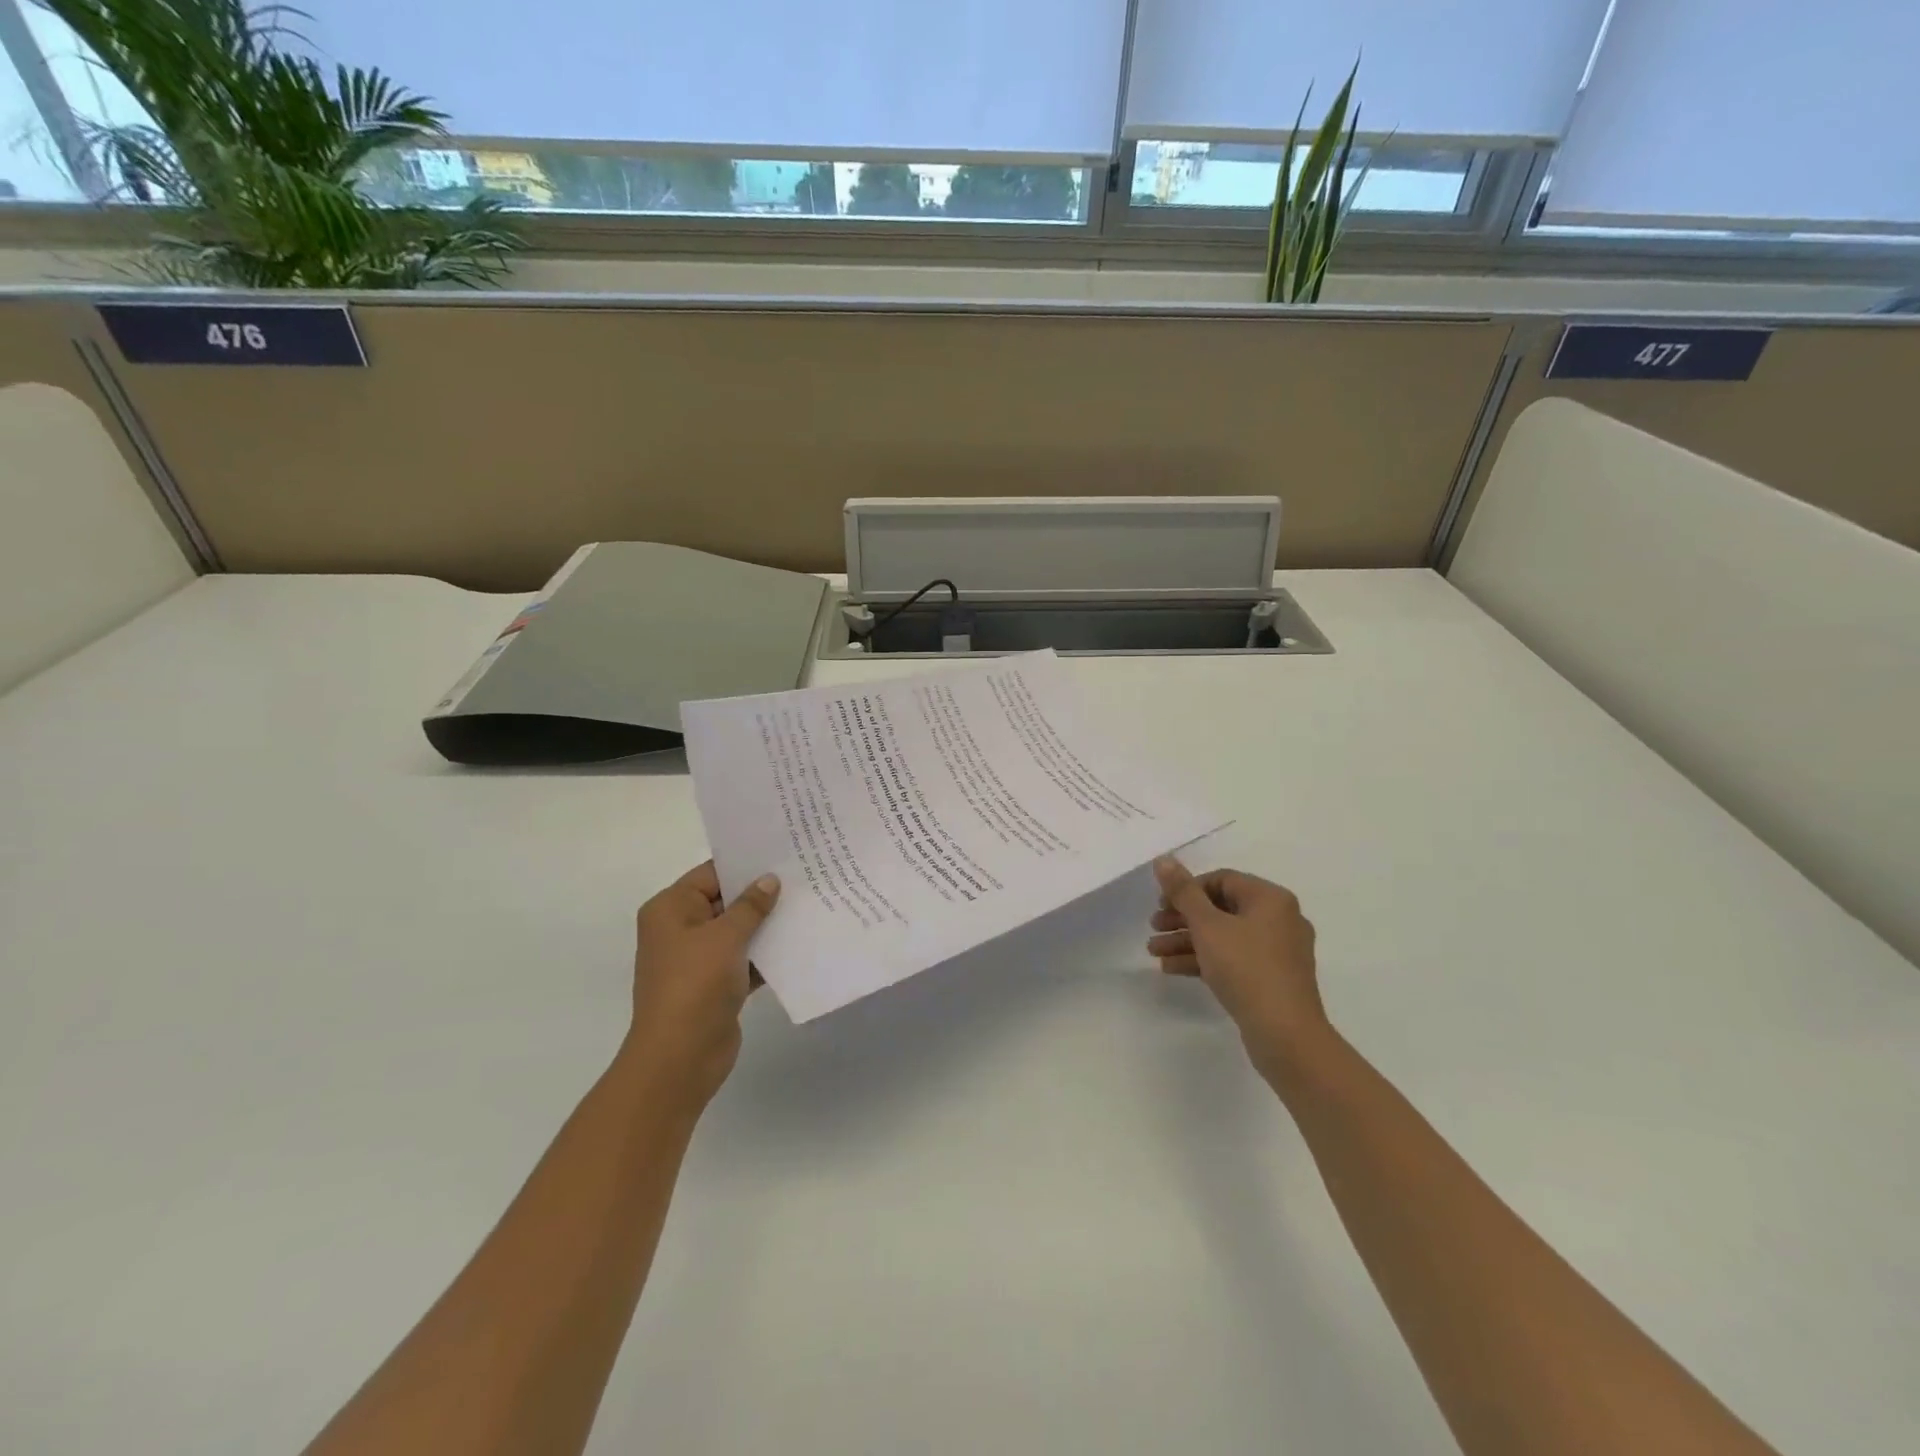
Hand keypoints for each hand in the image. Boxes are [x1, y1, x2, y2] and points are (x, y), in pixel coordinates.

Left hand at [623, 861, 779, 1113]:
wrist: (679, 1058)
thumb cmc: (695, 985)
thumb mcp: (725, 937)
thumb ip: (751, 906)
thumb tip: (770, 879)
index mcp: (671, 909)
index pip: (712, 874)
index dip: (746, 865)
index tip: (783, 855)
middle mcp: (680, 929)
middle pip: (726, 901)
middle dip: (761, 894)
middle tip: (803, 878)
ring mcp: (698, 959)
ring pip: (738, 931)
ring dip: (767, 925)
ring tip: (808, 905)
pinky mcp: (715, 985)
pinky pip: (744, 959)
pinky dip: (765, 954)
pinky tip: (799, 943)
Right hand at [1149, 856, 1327, 1078]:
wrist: (1285, 1034)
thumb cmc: (1246, 968)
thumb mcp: (1207, 926)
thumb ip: (1183, 892)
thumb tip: (1164, 859)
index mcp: (1270, 899)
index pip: (1222, 879)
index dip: (1187, 889)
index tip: (1161, 905)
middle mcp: (1279, 919)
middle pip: (1221, 909)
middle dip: (1182, 918)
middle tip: (1153, 927)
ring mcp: (1277, 951)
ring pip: (1224, 936)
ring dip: (1187, 941)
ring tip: (1154, 952)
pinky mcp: (1271, 978)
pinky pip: (1233, 958)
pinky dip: (1205, 960)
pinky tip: (1172, 969)